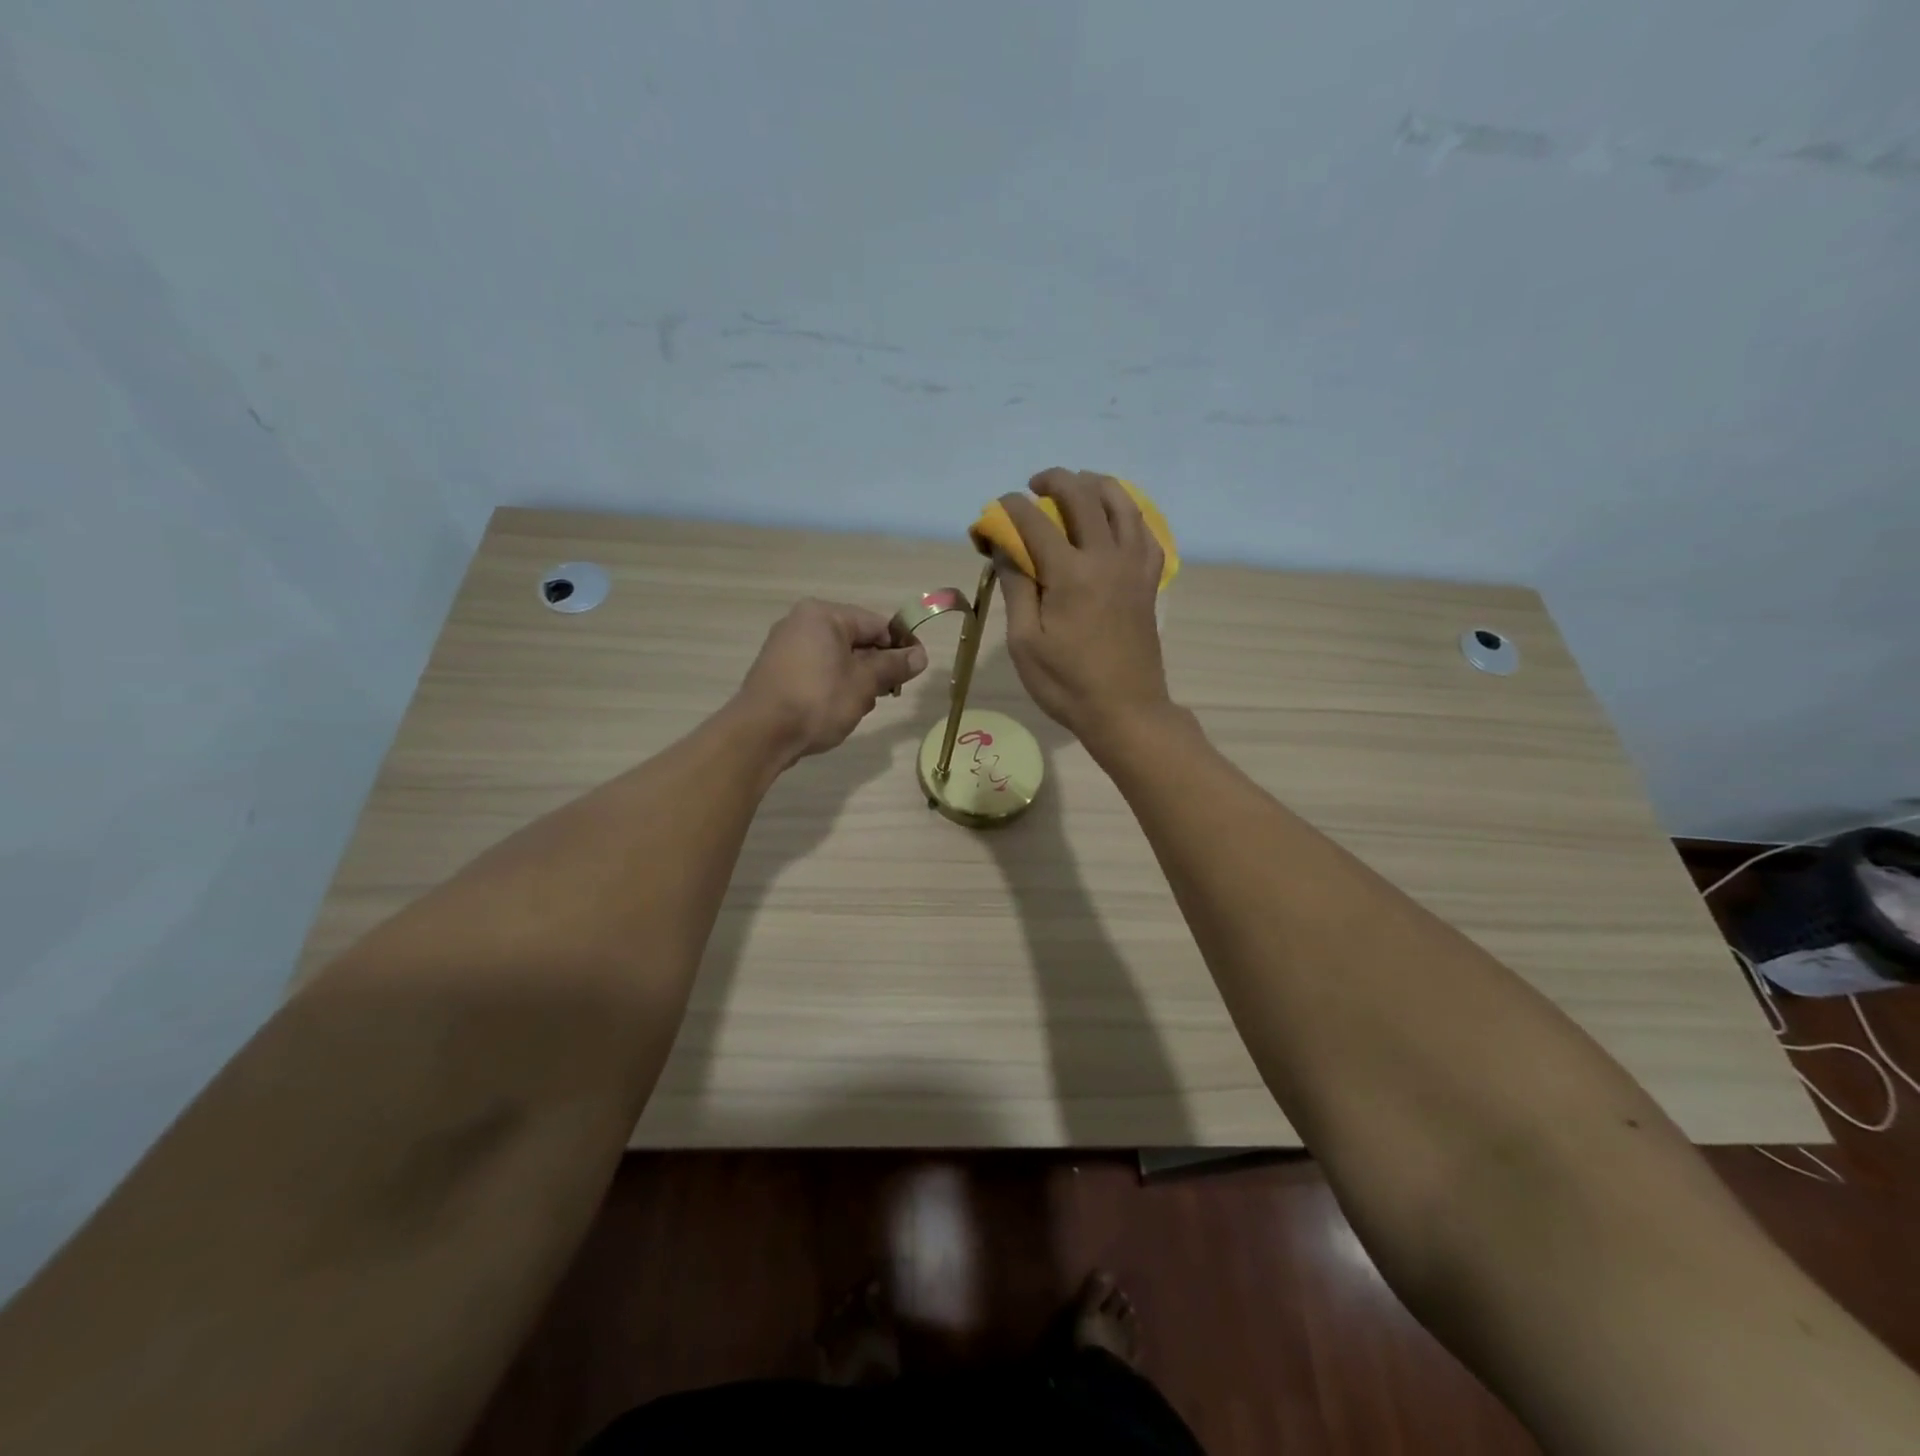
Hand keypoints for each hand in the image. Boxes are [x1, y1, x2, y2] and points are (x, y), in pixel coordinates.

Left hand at [732, 599, 928, 766]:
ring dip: (855, 681)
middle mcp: (801, 623)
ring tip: (856, 708)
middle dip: (875, 668)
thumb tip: (920, 655)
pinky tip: (835, 711)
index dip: (900, 646)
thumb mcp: (864, 683)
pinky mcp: (777, 671)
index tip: (915, 670)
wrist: (761, 734)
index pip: (875, 624)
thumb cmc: (818, 700)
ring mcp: (785, 647)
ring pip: (837, 659)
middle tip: (886, 695)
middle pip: (856, 640)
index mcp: (823, 615)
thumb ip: (893, 666)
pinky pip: (817, 671)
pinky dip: (833, 687)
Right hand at [996, 468, 1170, 744]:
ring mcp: (1134, 565)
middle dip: (1054, 481)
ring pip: (1121, 502)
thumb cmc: (1066, 684)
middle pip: (1082, 495)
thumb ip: (1016, 587)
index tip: (994, 512)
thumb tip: (1004, 548)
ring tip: (1077, 488)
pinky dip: (1127, 513)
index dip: (1009, 508)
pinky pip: (1145, 530)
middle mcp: (1106, 557)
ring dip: (1095, 485)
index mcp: (1070, 573)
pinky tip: (1114, 518)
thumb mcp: (1024, 642)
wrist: (1126, 711)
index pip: (1034, 520)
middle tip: (1034, 487)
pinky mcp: (1149, 579)